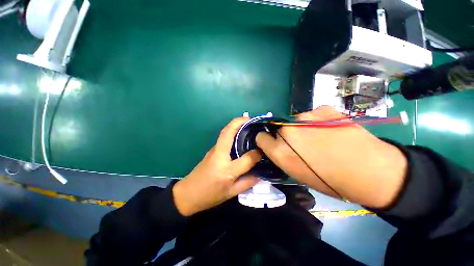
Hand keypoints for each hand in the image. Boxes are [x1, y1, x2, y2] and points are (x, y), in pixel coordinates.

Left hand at [173, 117, 260, 216]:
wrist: (187, 194)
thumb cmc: (209, 196)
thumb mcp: (230, 193)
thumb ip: (247, 183)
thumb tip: (260, 174)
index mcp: (226, 170)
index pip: (246, 159)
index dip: (256, 154)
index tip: (263, 150)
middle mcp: (219, 155)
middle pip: (228, 133)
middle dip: (239, 122)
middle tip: (251, 119)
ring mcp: (214, 150)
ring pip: (224, 133)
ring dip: (235, 124)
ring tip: (247, 123)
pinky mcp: (212, 150)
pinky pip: (223, 137)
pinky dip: (231, 131)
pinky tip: (239, 134)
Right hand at [256, 106, 406, 208]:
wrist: (372, 171)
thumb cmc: (331, 180)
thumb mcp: (297, 174)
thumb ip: (281, 156)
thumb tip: (276, 146)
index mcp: (280, 151)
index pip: (260, 137)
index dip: (267, 141)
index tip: (275, 144)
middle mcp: (288, 131)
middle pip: (278, 129)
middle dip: (286, 136)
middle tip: (303, 144)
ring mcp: (305, 117)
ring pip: (295, 121)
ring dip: (301, 128)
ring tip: (321, 137)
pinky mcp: (322, 108)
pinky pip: (311, 115)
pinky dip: (316, 121)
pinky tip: (331, 129)